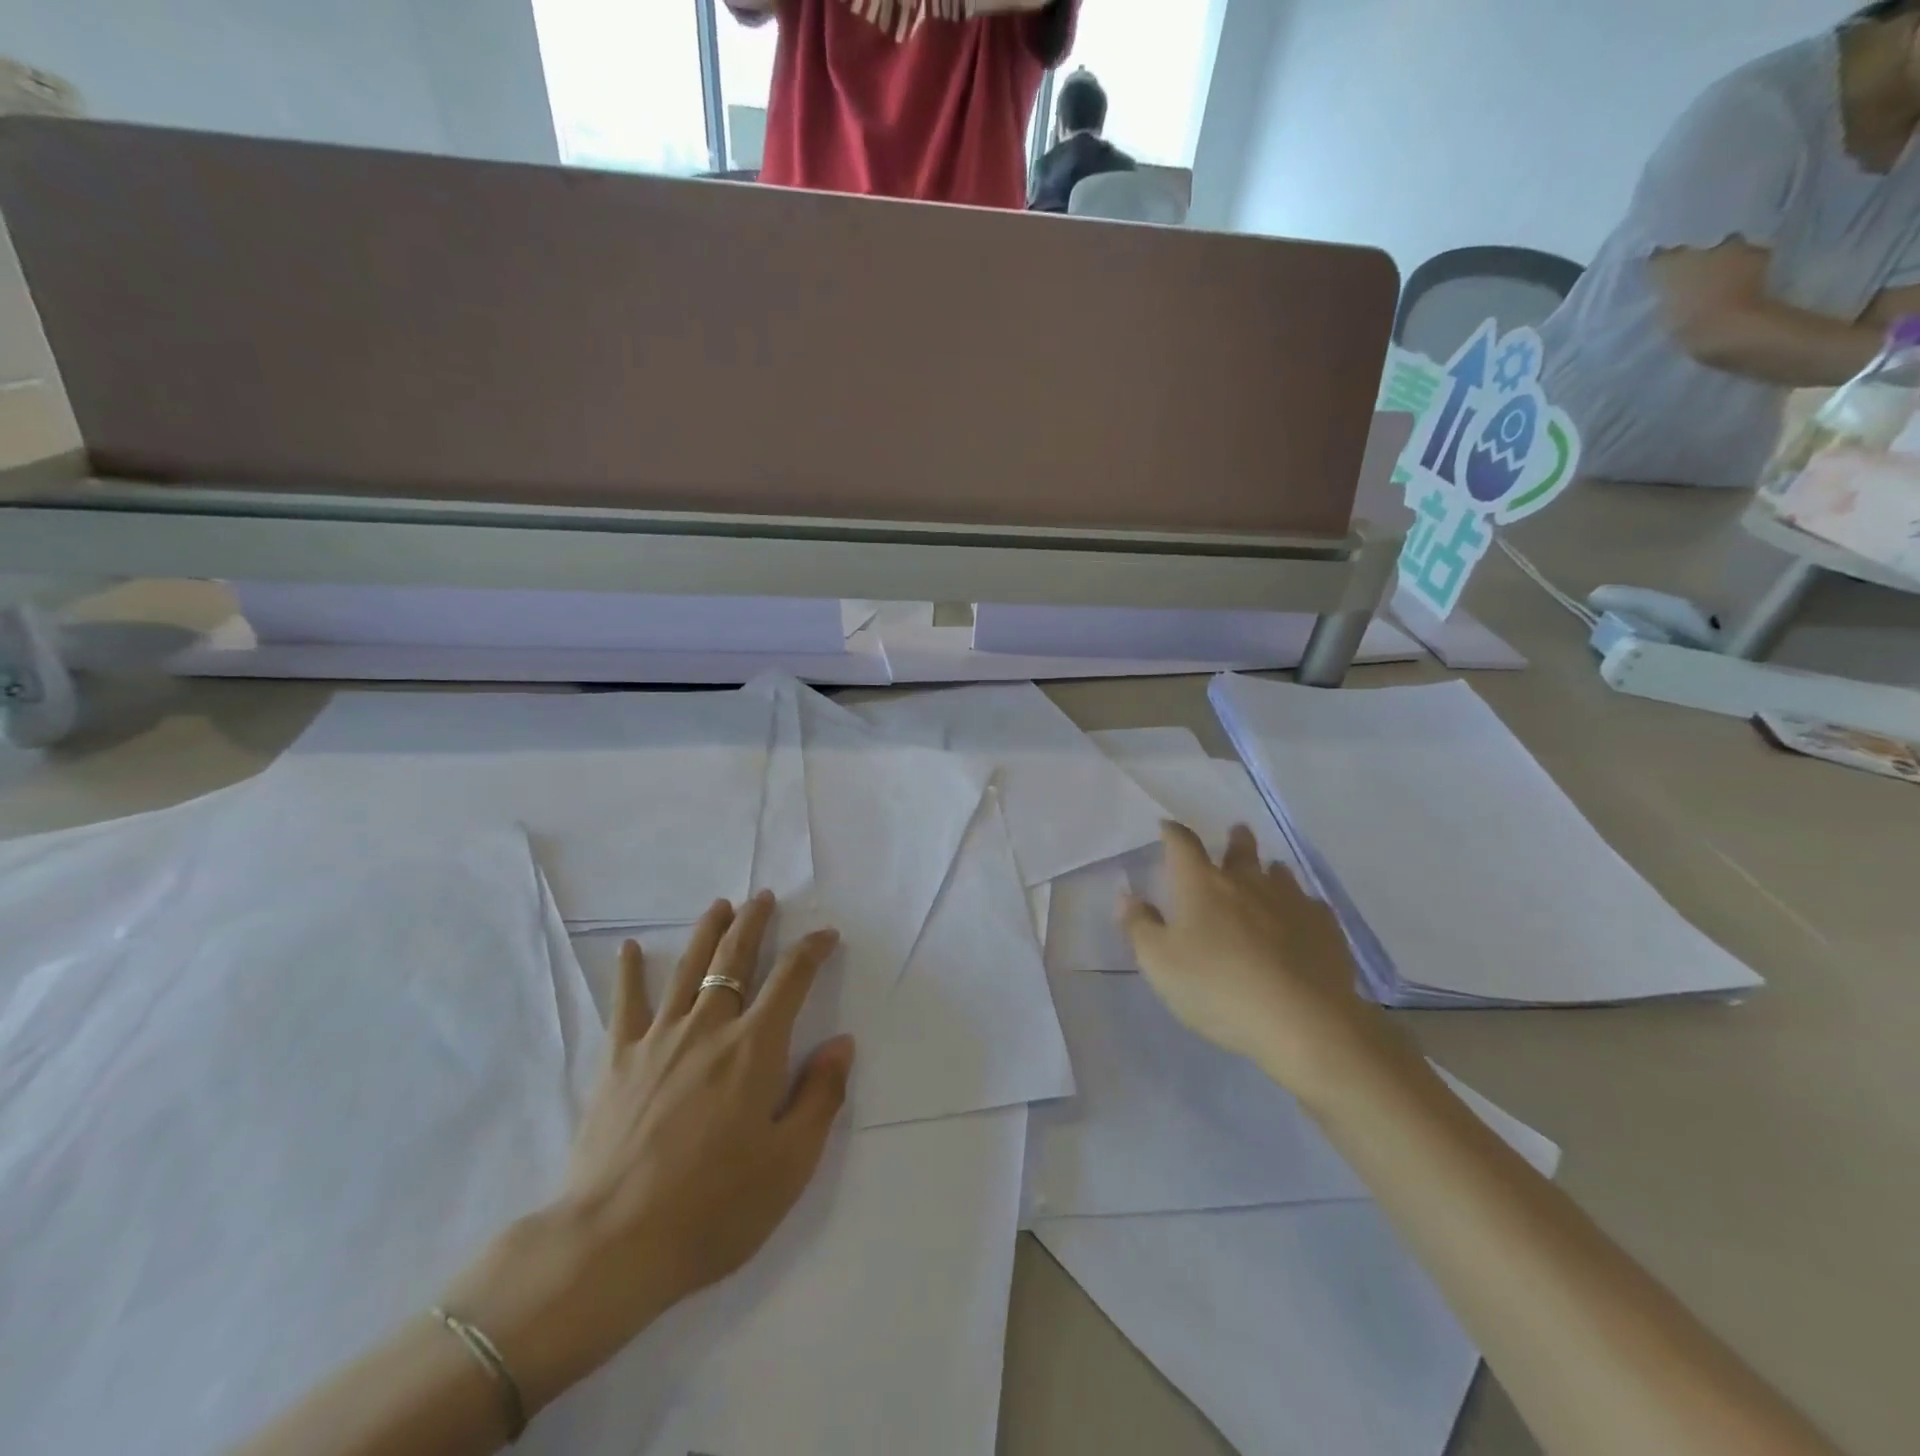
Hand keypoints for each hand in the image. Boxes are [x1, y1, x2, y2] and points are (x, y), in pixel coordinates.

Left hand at [441, 893, 852, 1413]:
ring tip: (720, 906)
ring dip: (707, 931)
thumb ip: (821, 1096)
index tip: (826, 935)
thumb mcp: (789, 1164)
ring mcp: (659, 1039)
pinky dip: (628, 972)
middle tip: (763, 898)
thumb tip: (842, 1043)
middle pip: (734, 958)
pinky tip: (628, 948)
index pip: (791, 978)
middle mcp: (709, 1027)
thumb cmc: (714, 1208)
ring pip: (687, 968)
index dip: (812, 949)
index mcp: (755, 1048)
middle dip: (754, 923)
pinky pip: (625, 1003)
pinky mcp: (618, 1060)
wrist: (612, 1244)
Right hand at [1122, 822, 1406, 1105]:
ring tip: (1269, 875)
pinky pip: (1311, 906)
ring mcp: (1291, 901)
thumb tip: (1127, 896)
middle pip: (1241, 849)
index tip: (1167, 827)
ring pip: (1280, 874)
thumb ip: (1140, 926)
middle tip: (1236, 834)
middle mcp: (1247, 881)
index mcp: (1201, 884)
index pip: (1182, 844)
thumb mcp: (1160, 964)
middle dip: (1235, 840)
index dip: (1173, 833)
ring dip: (1270, 871)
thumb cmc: (1217, 988)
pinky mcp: (1325, 928)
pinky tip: (1302, 920)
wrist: (1302, 1021)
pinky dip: (1301, 907)